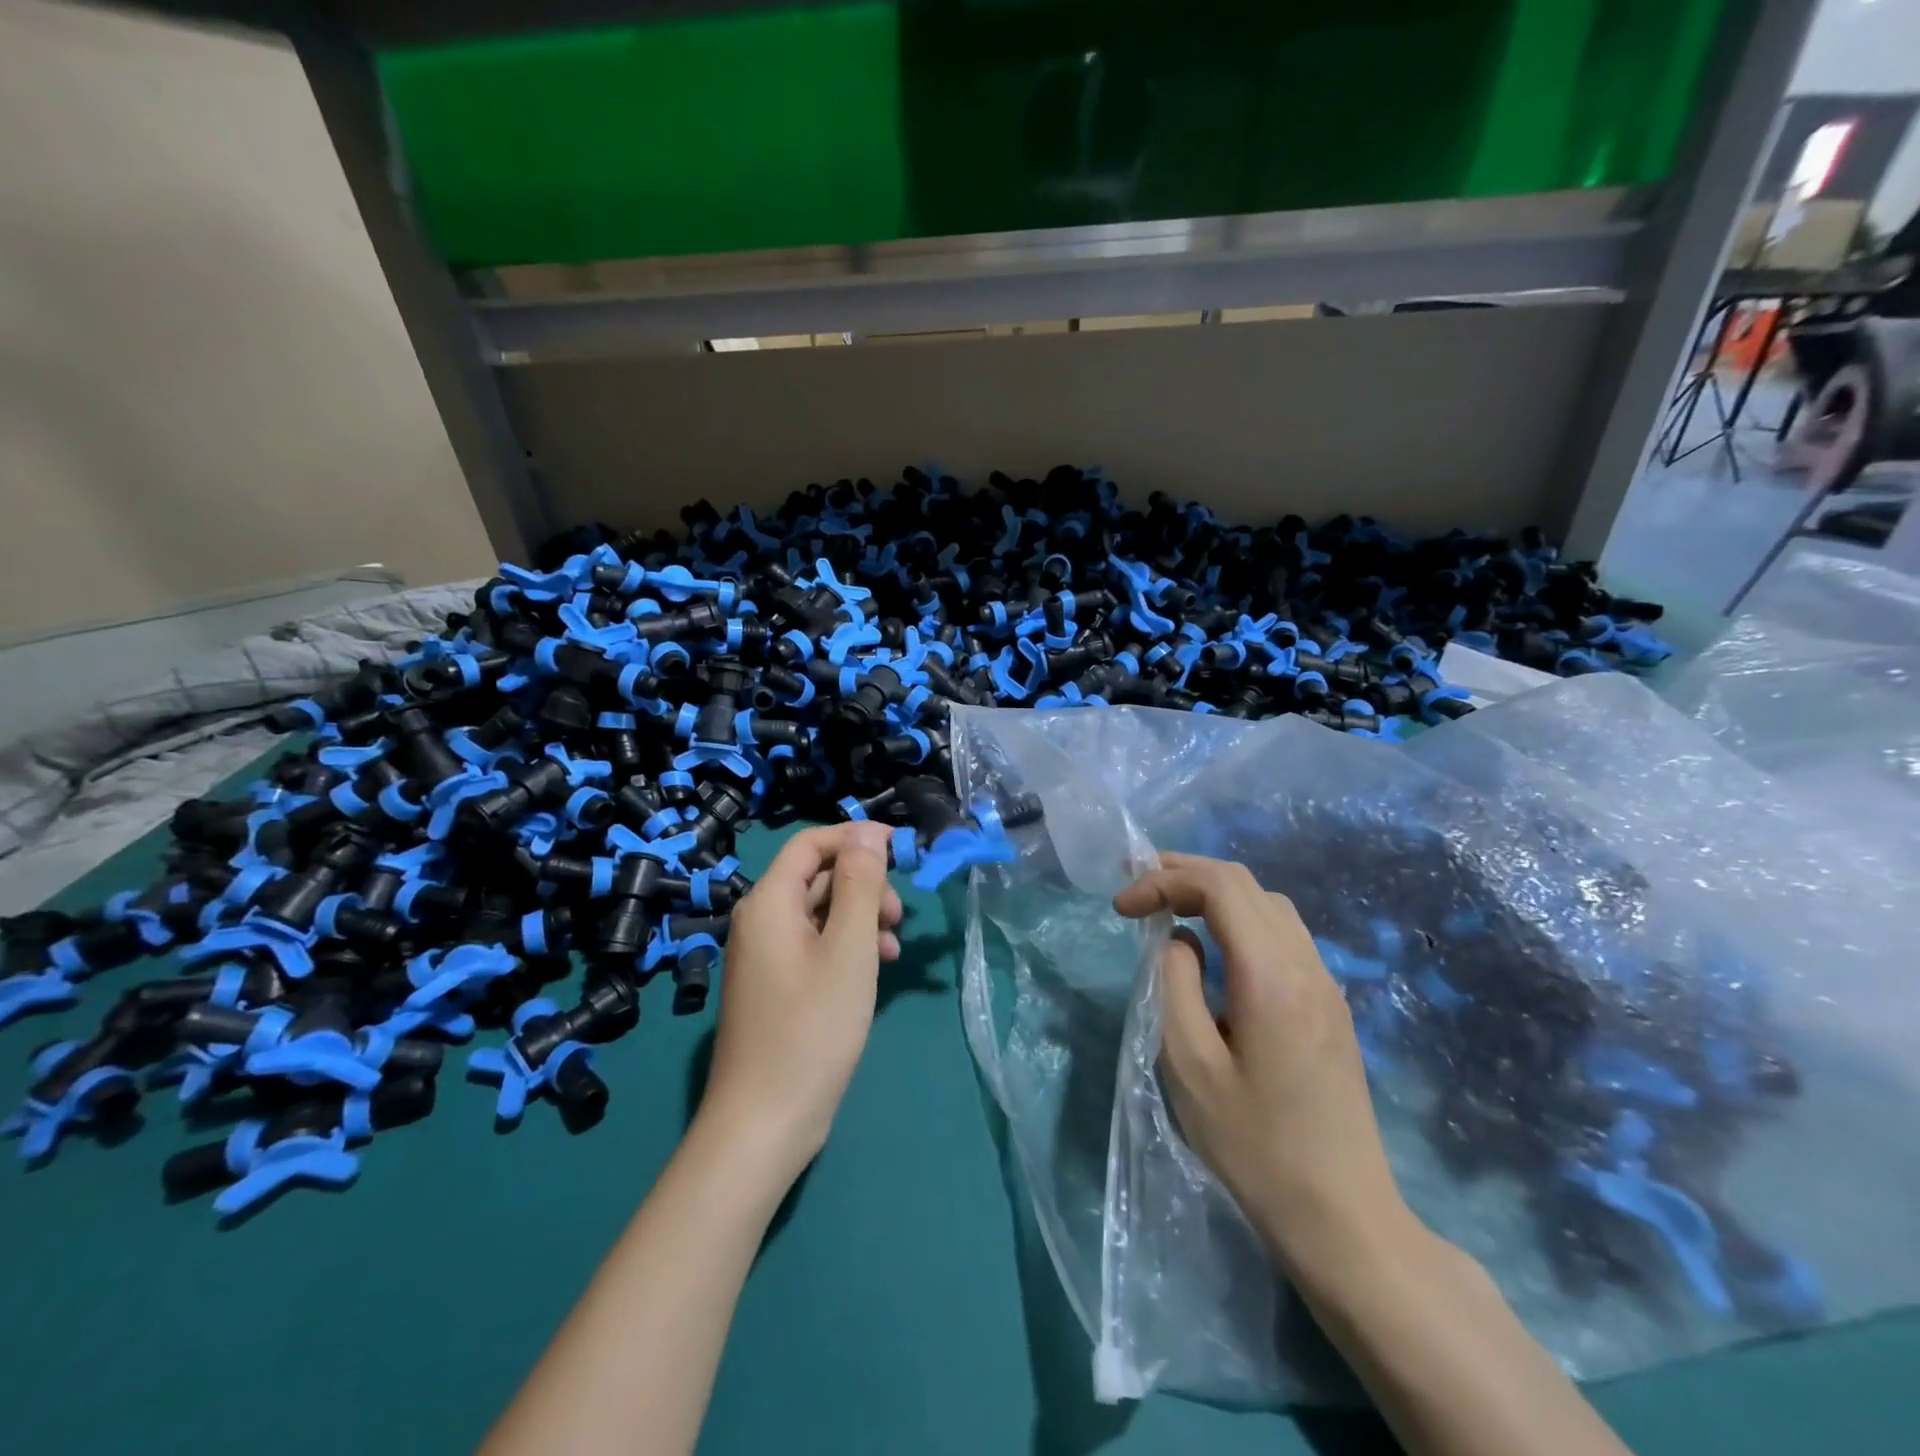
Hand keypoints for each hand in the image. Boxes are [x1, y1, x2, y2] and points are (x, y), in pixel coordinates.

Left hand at [699, 822, 901, 1180]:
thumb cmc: (812, 1029)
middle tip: (899, 914)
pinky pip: (815, 945)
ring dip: (861, 917)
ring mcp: (766, 956)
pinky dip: (847, 946)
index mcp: (769, 903)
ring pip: (820, 912)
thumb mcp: (848, 949)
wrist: (764, 1122)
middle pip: (817, 877)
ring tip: (895, 948)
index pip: (811, 843)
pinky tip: (877, 968)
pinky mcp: (777, 985)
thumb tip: (867, 831)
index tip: (901, 849)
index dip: (855, 838)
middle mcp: (760, 921)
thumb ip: (859, 884)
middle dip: (864, 885)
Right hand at [1114, 853, 1414, 1275]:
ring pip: (1269, 904)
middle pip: (1246, 884)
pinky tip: (1215, 948)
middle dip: (1186, 873)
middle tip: (1138, 887)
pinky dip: (1240, 919)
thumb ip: (1174, 984)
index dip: (1164, 879)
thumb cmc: (1253, 1145)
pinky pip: (1283, 934)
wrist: (1342, 1217)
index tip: (1122, 907)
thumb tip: (1179, 940)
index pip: (1219, 886)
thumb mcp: (1189, 1064)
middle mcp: (1307, 964)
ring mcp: (1326, 984)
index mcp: (1271, 975)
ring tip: (1170, 908)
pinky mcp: (1331, 1005)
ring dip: (1215, 893)